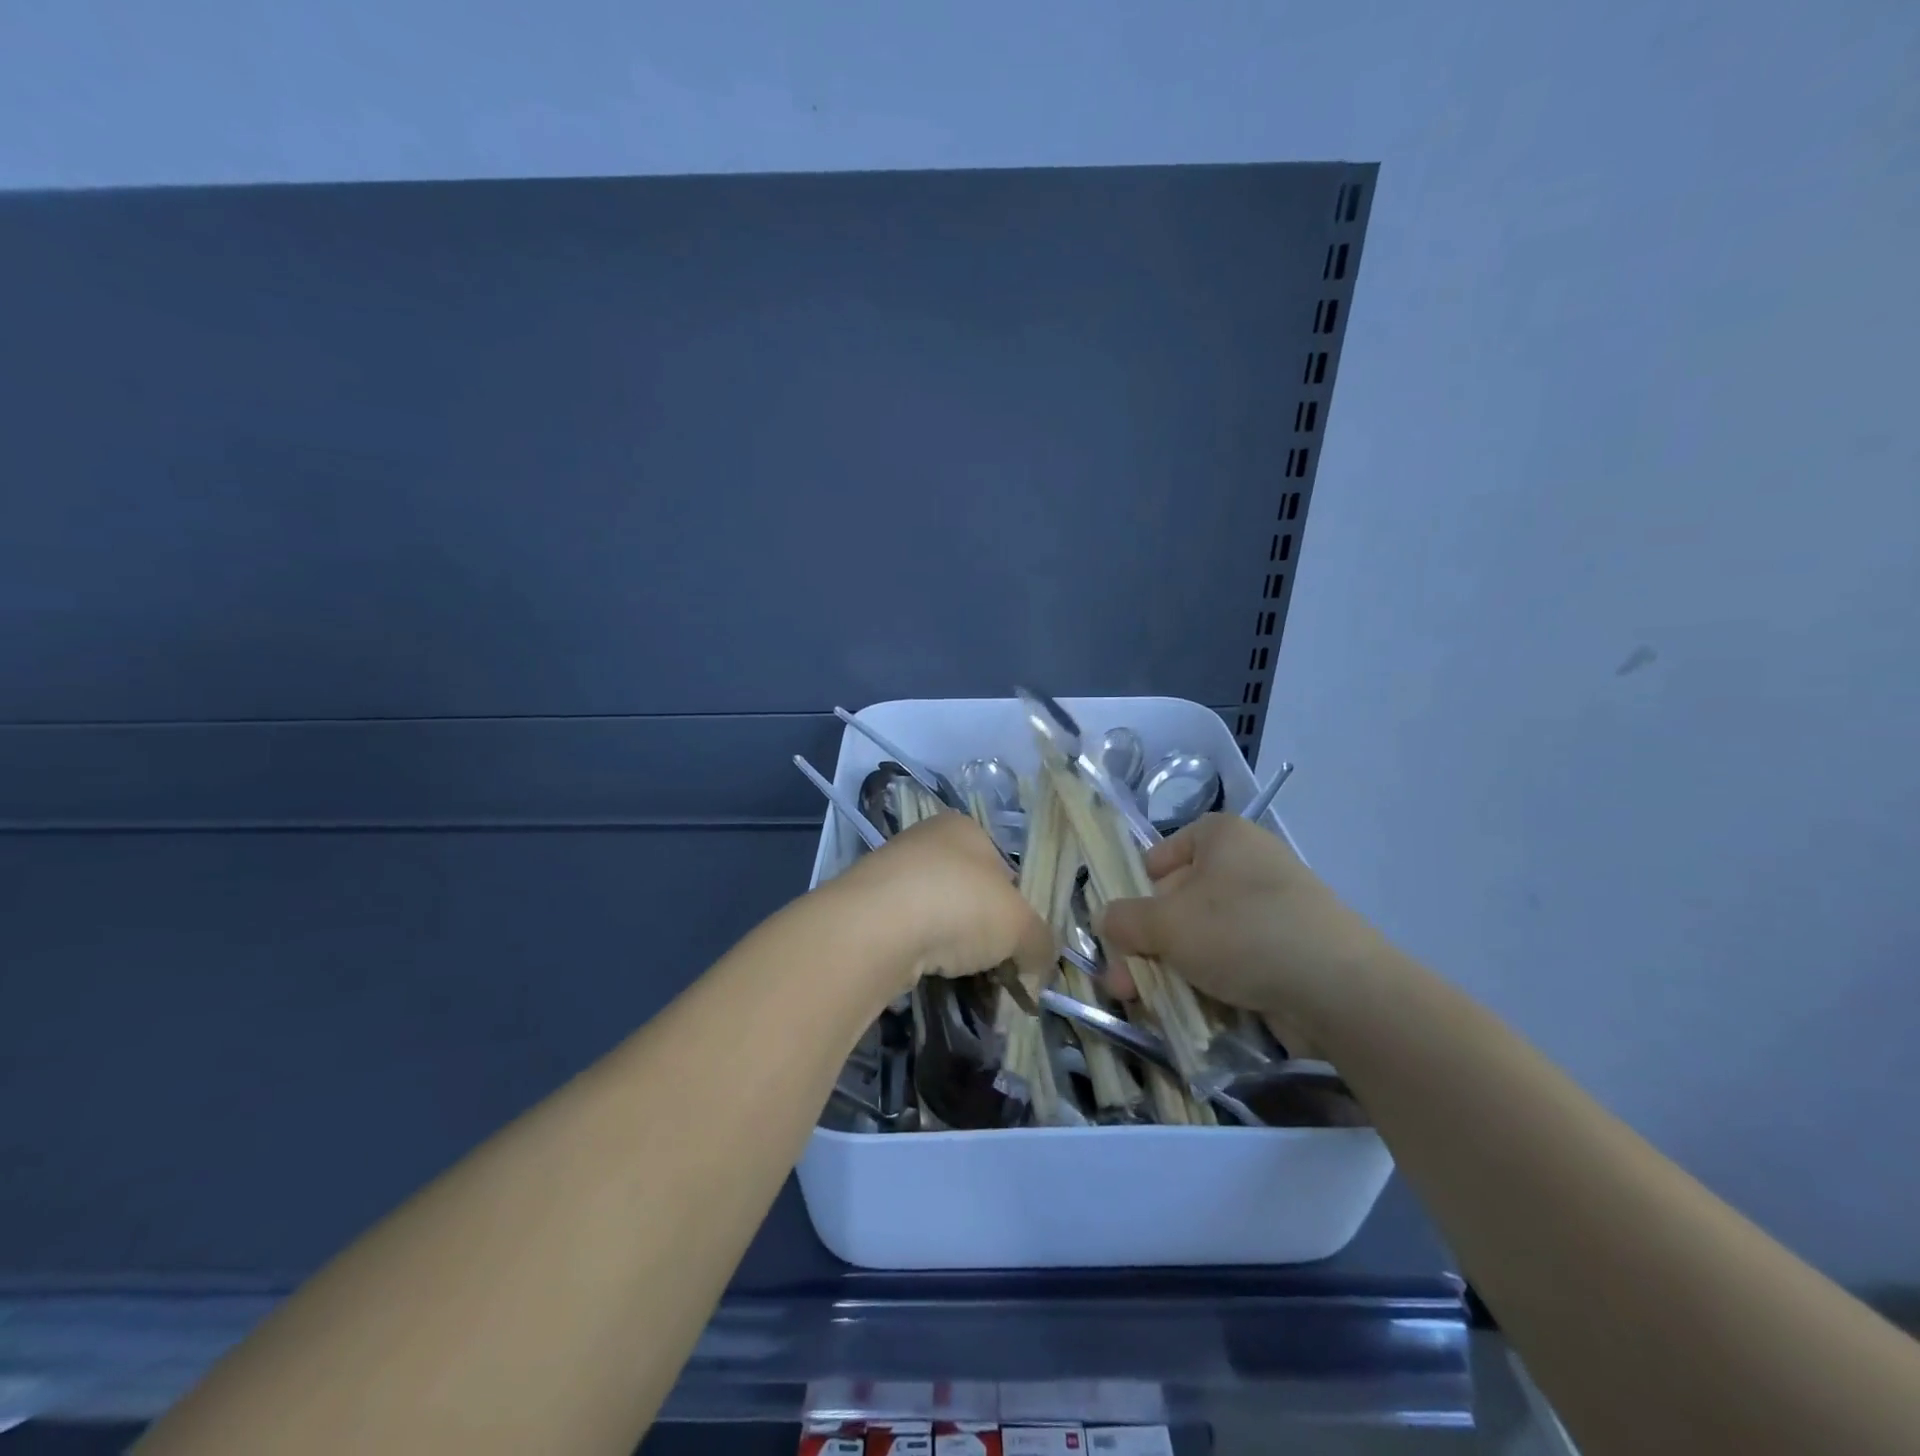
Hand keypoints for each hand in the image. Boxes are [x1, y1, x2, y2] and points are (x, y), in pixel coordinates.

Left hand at [828, 811, 1055, 994]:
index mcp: (965, 828)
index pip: (1004, 868)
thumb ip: (1040, 942)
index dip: (1016, 908)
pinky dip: (920, 952)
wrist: (877, 926)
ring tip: (959, 973)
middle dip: (983, 930)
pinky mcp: (866, 906)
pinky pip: (907, 931)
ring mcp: (891, 871)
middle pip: (970, 892)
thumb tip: (1041, 962)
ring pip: (937, 913)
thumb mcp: (1020, 925)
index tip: (1017, 943)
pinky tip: (925, 971)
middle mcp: (926, 840)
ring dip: (951, 944)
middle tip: (993, 964)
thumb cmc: (960, 905)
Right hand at [1094, 813, 1379, 1030]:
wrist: (1340, 989)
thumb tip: (1104, 919)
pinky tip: (1189, 1007)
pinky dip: (1208, 980)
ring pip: (1202, 936)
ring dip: (1169, 968)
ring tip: (1146, 1003)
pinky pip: (1233, 959)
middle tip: (1121, 983)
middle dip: (1144, 945)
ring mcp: (1271, 907)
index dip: (1133, 893)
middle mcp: (1246, 863)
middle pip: (1176, 903)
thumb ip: (1124, 919)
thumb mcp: (1166, 923)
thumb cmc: (1241, 933)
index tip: (1119, 931)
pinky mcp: (1288, 948)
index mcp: (1220, 836)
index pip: (1159, 857)